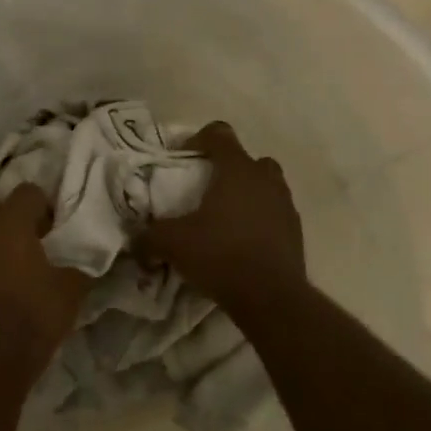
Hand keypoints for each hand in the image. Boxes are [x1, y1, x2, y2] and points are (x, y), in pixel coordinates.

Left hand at [0, 183, 87, 379]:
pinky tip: (4, 279)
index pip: (26, 191)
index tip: (55, 225)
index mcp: (10, 224)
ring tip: (15, 257)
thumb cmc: (35, 315)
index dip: (43, 203)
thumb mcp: (71, 290)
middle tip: (22, 227)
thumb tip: (91, 254)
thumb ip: (80, 265)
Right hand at [138, 122, 305, 312]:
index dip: (198, 139)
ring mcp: (285, 204)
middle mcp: (265, 179)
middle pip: (248, 160)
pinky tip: (240, 242)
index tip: (182, 158)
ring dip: (246, 194)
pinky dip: (259, 220)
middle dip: (227, 169)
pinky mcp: (295, 230)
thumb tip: (135, 240)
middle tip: (206, 189)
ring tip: (223, 218)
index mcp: (237, 170)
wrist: (270, 296)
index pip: (219, 134)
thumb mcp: (172, 244)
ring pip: (265, 186)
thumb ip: (148, 236)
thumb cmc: (220, 255)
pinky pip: (274, 213)